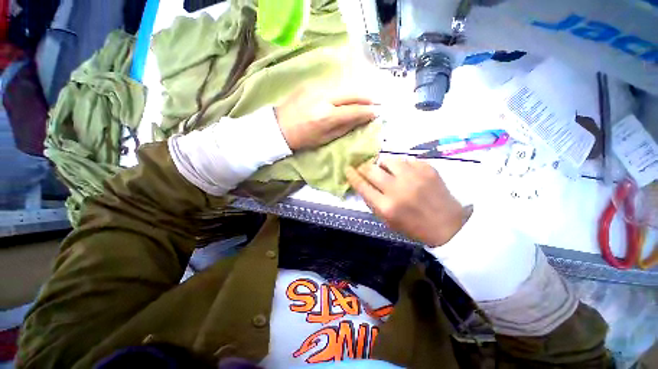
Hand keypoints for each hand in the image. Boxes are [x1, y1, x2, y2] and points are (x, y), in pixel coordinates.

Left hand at [275, 87, 376, 150]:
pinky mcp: (310, 84)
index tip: (377, 112)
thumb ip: (344, 127)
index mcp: (327, 116)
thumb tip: (361, 119)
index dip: (367, 111)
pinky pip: (333, 85)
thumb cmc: (303, 138)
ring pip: (344, 87)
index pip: (354, 110)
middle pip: (352, 93)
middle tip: (375, 102)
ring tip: (365, 98)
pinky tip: (347, 95)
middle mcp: (324, 98)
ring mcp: (316, 88)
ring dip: (356, 92)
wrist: (278, 127)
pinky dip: (344, 90)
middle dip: (366, 98)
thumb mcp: (325, 139)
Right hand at [346, 157, 469, 246]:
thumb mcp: (387, 221)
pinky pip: (406, 160)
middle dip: (364, 167)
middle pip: (371, 169)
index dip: (352, 175)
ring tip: (388, 171)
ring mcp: (414, 177)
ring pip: (388, 160)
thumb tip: (363, 183)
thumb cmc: (413, 227)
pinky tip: (406, 173)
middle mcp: (398, 189)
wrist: (448, 225)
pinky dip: (402, 166)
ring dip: (383, 165)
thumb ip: (373, 202)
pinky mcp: (427, 169)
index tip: (348, 169)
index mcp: (386, 207)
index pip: (362, 186)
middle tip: (365, 169)